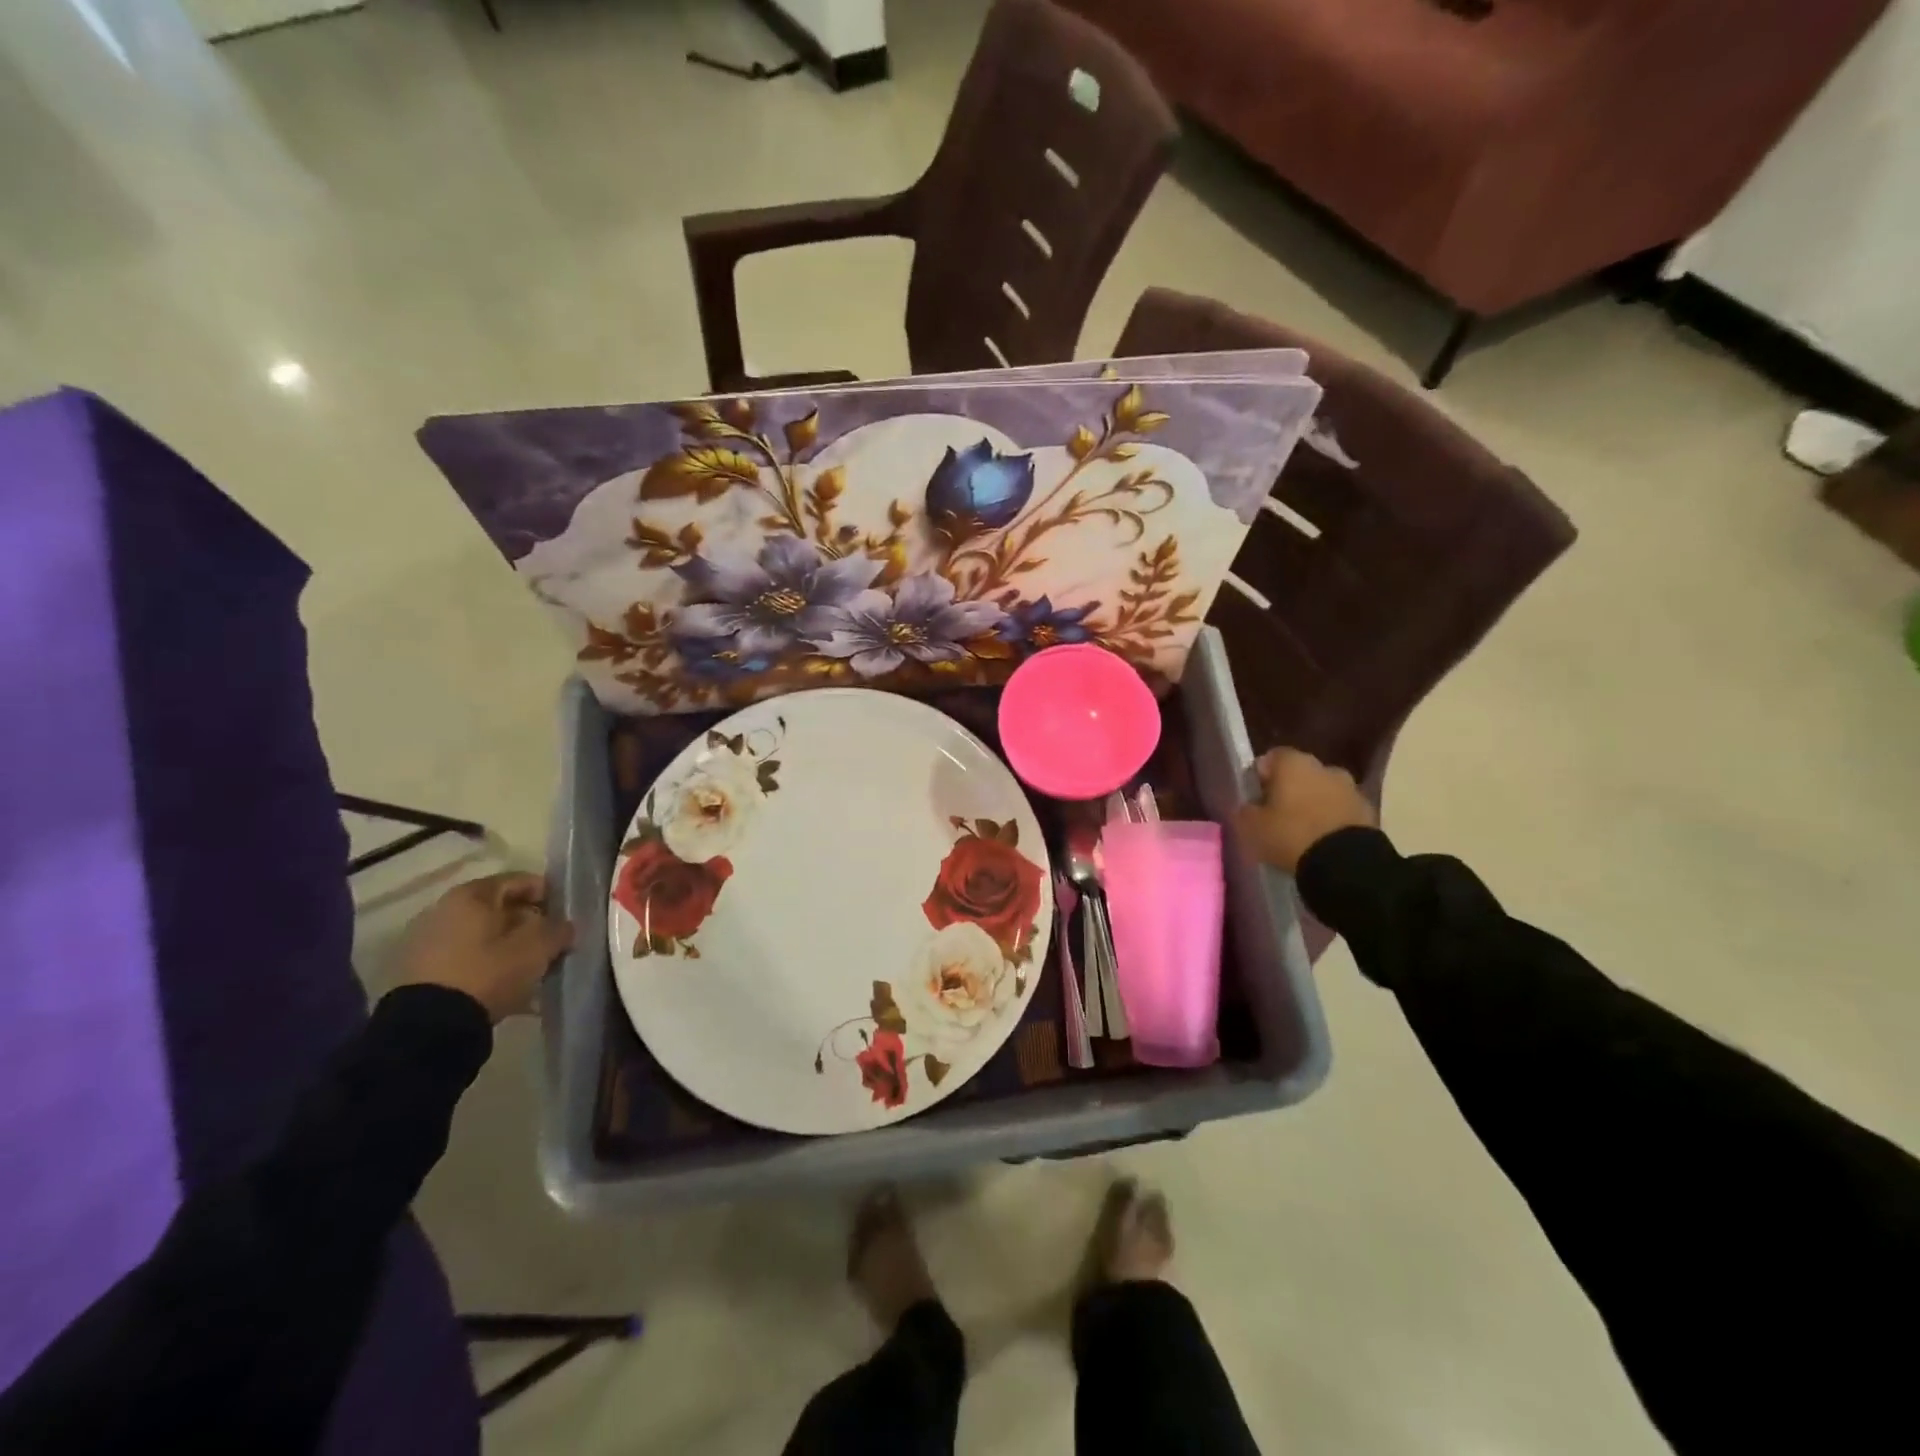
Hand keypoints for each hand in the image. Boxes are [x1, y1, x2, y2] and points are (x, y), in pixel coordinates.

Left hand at [396, 873, 574, 1022]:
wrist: (429, 1026)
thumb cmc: (488, 972)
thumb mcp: (537, 948)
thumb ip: (558, 930)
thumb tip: (563, 927)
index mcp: (471, 895)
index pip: (518, 880)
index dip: (547, 893)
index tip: (564, 914)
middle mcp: (443, 909)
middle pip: (497, 909)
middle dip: (527, 923)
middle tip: (549, 943)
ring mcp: (426, 941)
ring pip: (481, 936)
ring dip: (507, 946)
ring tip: (529, 968)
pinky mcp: (418, 972)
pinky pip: (465, 958)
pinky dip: (486, 964)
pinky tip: (505, 984)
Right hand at [1236, 748, 1375, 874]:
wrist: (1346, 864)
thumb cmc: (1291, 835)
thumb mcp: (1251, 826)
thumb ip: (1245, 810)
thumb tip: (1249, 806)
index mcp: (1294, 763)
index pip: (1272, 757)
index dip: (1261, 776)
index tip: (1255, 797)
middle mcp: (1325, 767)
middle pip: (1301, 774)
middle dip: (1290, 790)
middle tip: (1277, 815)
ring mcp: (1351, 789)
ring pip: (1324, 792)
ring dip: (1314, 804)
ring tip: (1302, 831)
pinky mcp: (1369, 812)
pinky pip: (1341, 811)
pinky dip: (1331, 820)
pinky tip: (1322, 841)